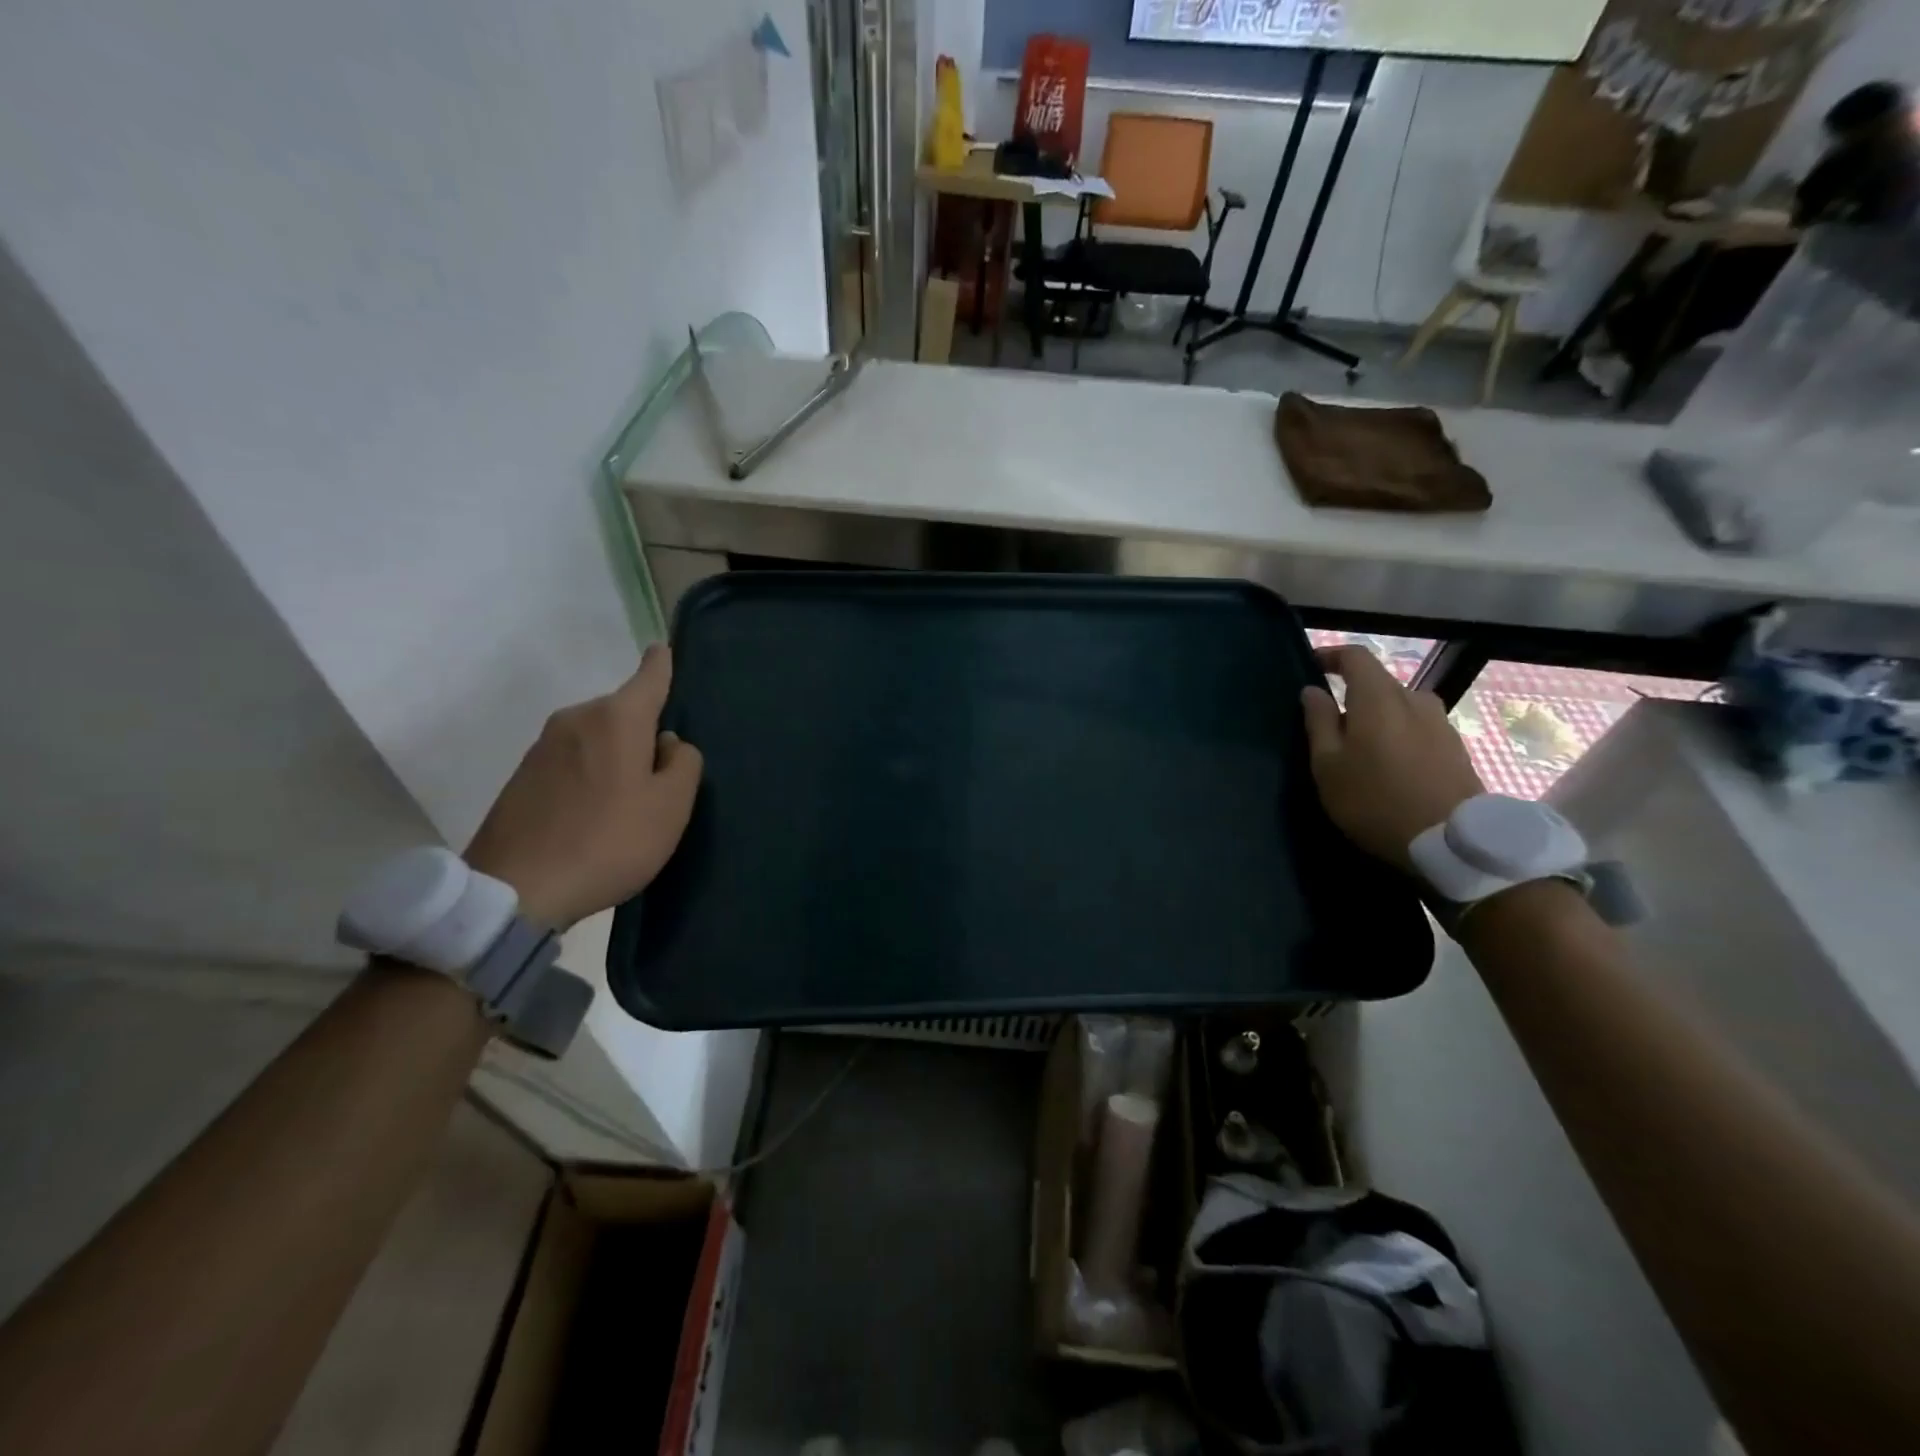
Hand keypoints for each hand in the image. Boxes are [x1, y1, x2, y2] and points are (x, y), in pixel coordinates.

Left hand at [465, 646, 702, 928]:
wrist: (516, 890)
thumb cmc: (609, 841)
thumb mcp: (671, 807)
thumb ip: (684, 763)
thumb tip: (667, 743)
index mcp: (617, 718)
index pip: (649, 675)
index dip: (663, 663)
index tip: (665, 650)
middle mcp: (577, 719)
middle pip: (624, 712)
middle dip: (644, 731)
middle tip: (662, 777)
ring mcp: (543, 746)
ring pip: (597, 738)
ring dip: (616, 757)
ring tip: (629, 803)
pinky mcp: (522, 776)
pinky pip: (572, 761)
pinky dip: (591, 775)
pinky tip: (595, 815)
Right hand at [1301, 646, 1483, 868]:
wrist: (1451, 842)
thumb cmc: (1375, 800)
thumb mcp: (1328, 766)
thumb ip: (1318, 722)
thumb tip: (1312, 691)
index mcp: (1378, 697)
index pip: (1356, 656)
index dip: (1331, 656)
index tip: (1313, 667)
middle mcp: (1414, 699)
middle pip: (1379, 682)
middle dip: (1353, 694)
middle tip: (1330, 725)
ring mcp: (1441, 722)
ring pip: (1400, 706)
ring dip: (1378, 717)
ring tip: (1362, 748)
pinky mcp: (1456, 747)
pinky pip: (1418, 727)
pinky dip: (1399, 734)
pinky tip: (1390, 765)